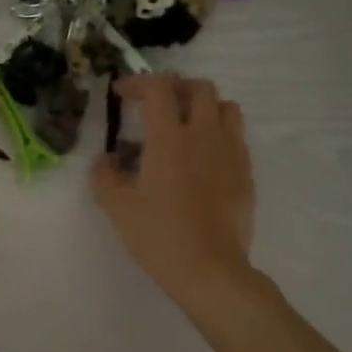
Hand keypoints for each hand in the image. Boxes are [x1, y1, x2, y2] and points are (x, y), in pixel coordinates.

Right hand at [91, 73, 256, 304]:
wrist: (209, 269)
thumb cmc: (158, 235)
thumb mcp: (118, 207)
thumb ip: (105, 176)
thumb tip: (106, 160)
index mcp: (169, 138)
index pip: (158, 88)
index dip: (138, 82)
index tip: (122, 94)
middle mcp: (204, 135)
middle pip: (199, 88)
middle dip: (175, 88)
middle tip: (156, 105)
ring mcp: (231, 152)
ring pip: (226, 107)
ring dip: (204, 106)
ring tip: (185, 125)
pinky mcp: (246, 172)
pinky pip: (236, 136)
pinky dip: (219, 133)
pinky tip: (203, 157)